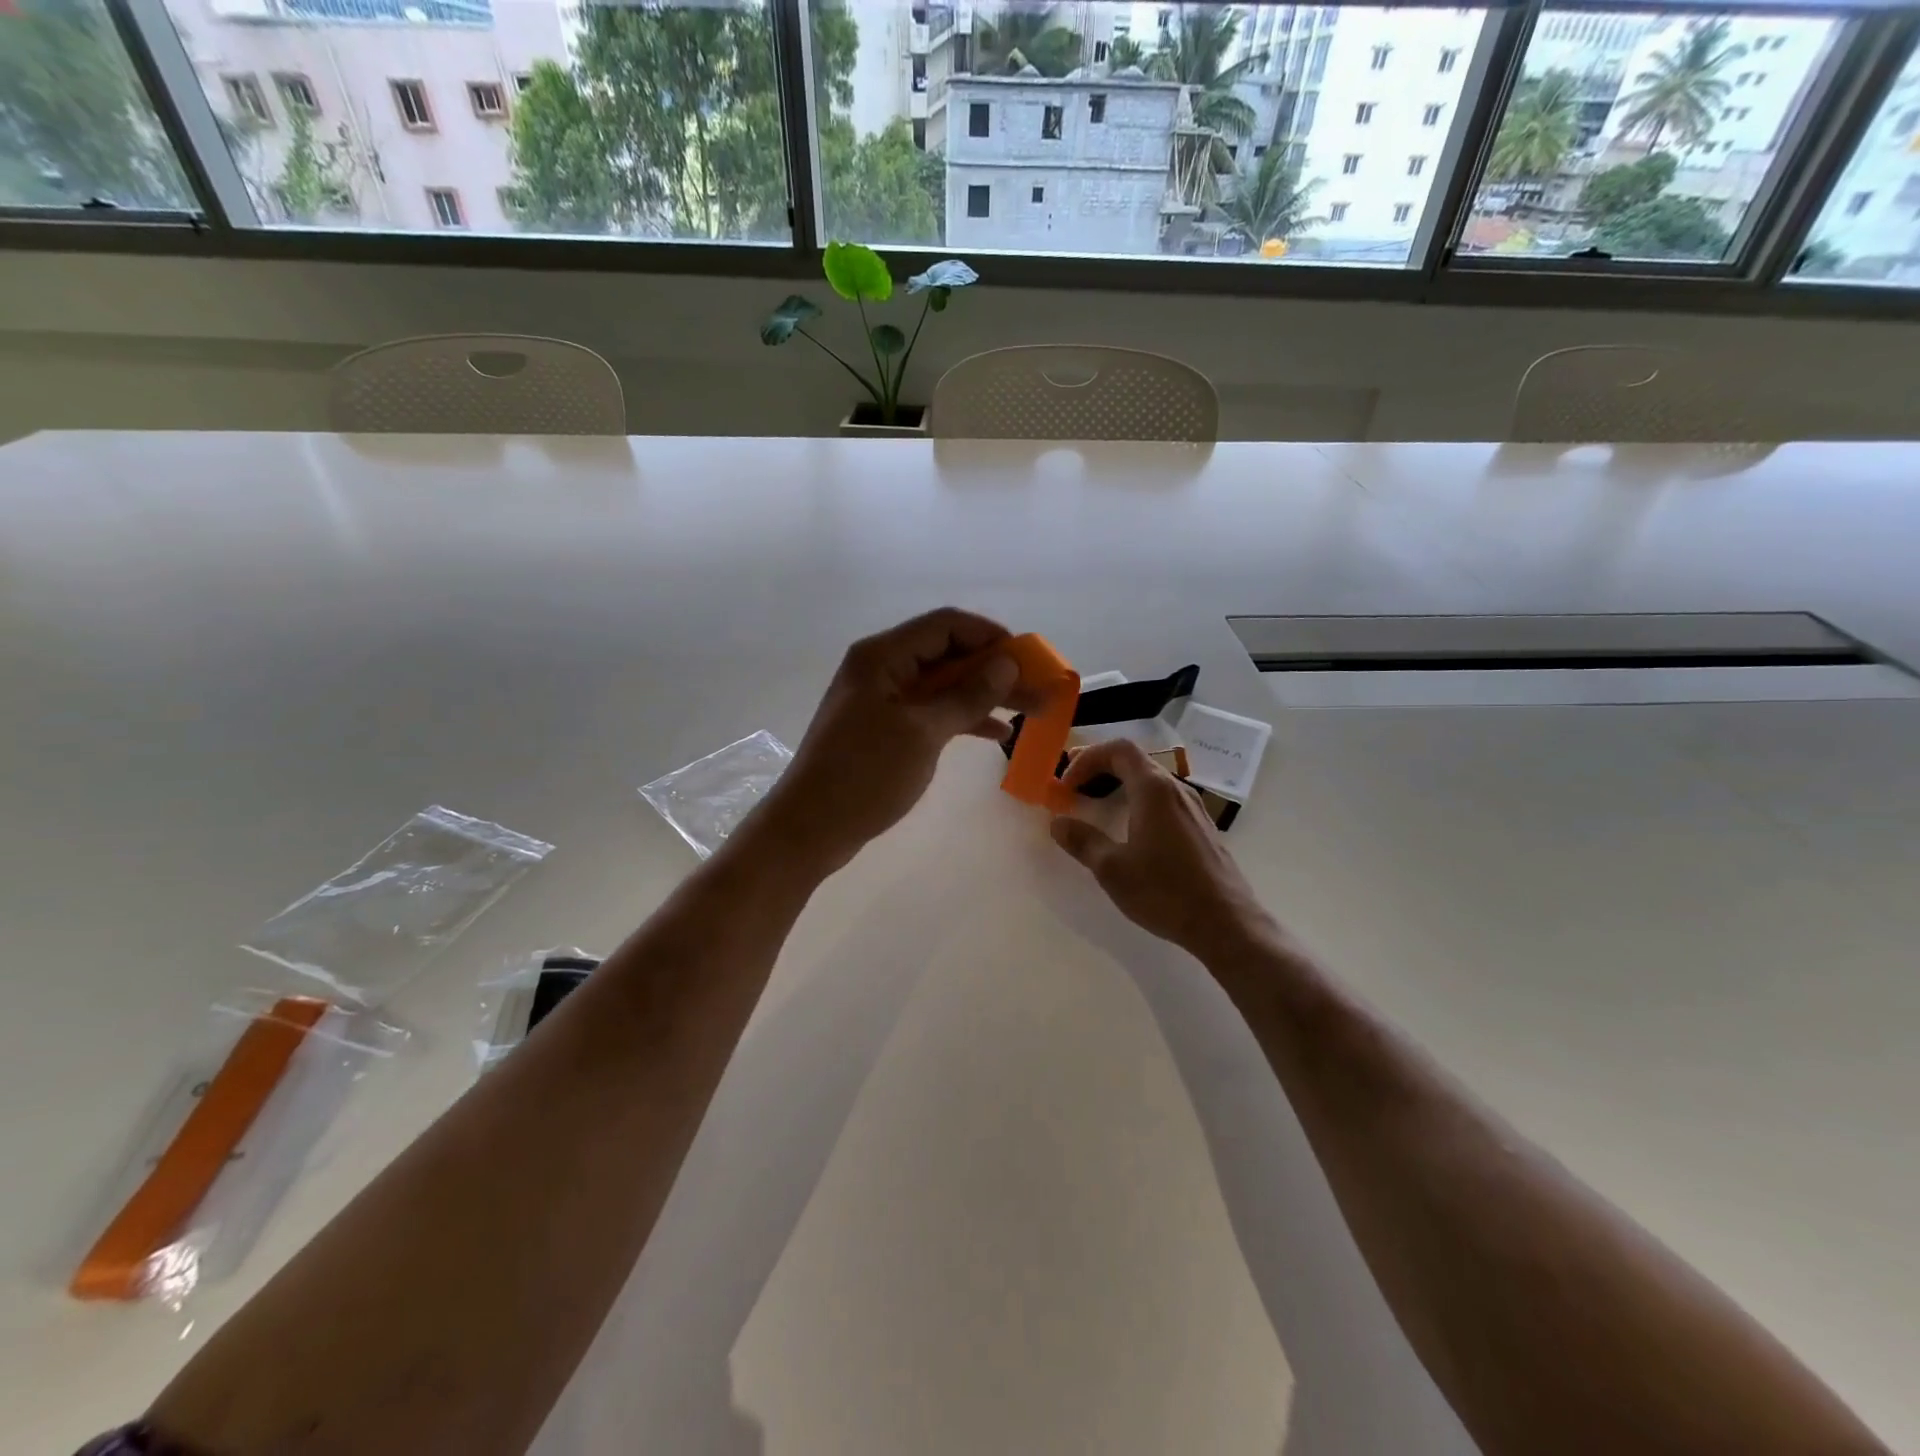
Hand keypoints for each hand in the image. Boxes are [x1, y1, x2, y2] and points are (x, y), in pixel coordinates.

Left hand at [753, 608, 1022, 872]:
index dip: (990, 636)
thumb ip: (967, 695)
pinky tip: (995, 734)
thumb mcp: (923, 732)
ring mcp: (882, 699)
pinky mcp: (884, 727)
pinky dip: (961, 718)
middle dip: (995, 670)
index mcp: (883, 656)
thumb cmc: (864, 774)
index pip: (946, 625)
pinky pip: (930, 710)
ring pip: (943, 685)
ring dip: (984, 695)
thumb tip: (1007, 662)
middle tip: (1039, 690)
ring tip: (1030, 712)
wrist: (810, 828)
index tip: (1029, 658)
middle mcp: (881, 668)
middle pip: (948, 654)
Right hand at [1049, 739, 1272, 959]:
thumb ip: (1083, 841)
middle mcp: (1176, 789)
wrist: (1226, 923)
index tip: (1066, 783)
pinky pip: (1164, 799)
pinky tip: (1130, 828)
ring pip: (1151, 780)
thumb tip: (1058, 823)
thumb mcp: (1113, 869)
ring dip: (1120, 783)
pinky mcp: (1202, 828)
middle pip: (1135, 760)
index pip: (1119, 750)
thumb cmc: (1165, 891)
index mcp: (1153, 790)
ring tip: (1097, 803)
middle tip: (1073, 784)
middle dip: (1100, 767)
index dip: (1087, 758)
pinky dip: (1139, 800)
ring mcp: (1193, 808)